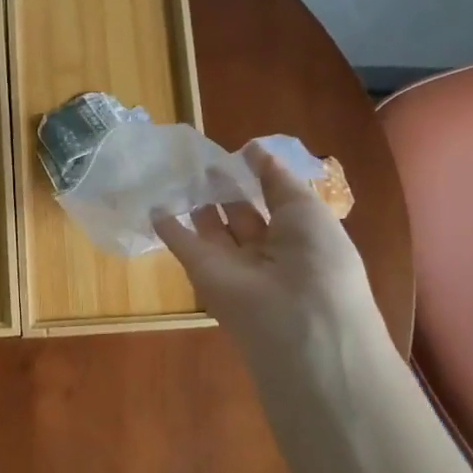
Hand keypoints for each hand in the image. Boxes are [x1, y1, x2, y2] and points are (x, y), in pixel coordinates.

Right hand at [155, 143, 390, 378]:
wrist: (298, 324)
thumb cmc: (318, 259)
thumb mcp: (307, 209)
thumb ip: (276, 179)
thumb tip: (252, 148)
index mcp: (301, 237)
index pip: (276, 203)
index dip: (258, 179)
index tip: (238, 153)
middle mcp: (267, 252)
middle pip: (242, 215)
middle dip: (226, 189)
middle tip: (205, 162)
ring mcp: (234, 265)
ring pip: (213, 229)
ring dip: (199, 204)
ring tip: (180, 173)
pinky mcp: (204, 275)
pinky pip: (184, 246)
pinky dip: (168, 228)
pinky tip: (154, 206)